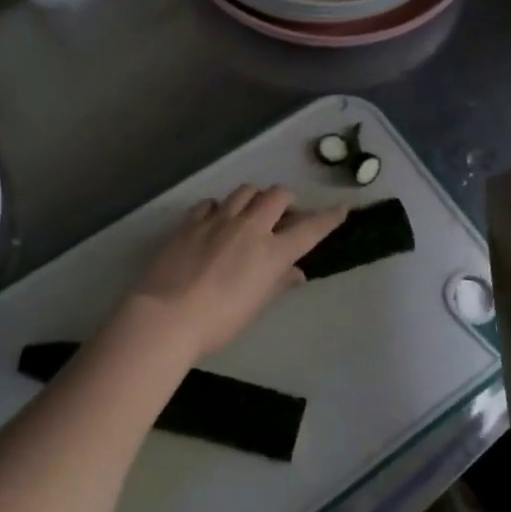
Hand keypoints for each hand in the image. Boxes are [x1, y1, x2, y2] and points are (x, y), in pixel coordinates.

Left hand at [115, 185, 346, 366]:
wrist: (168, 315)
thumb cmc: (220, 321)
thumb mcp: (256, 306)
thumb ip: (278, 283)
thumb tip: (296, 272)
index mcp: (273, 252)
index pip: (310, 228)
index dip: (329, 217)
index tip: (342, 208)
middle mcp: (250, 227)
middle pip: (277, 195)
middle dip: (286, 201)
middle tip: (284, 215)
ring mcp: (219, 219)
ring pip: (245, 191)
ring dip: (254, 198)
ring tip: (250, 213)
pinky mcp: (192, 221)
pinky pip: (212, 202)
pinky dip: (220, 208)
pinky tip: (215, 221)